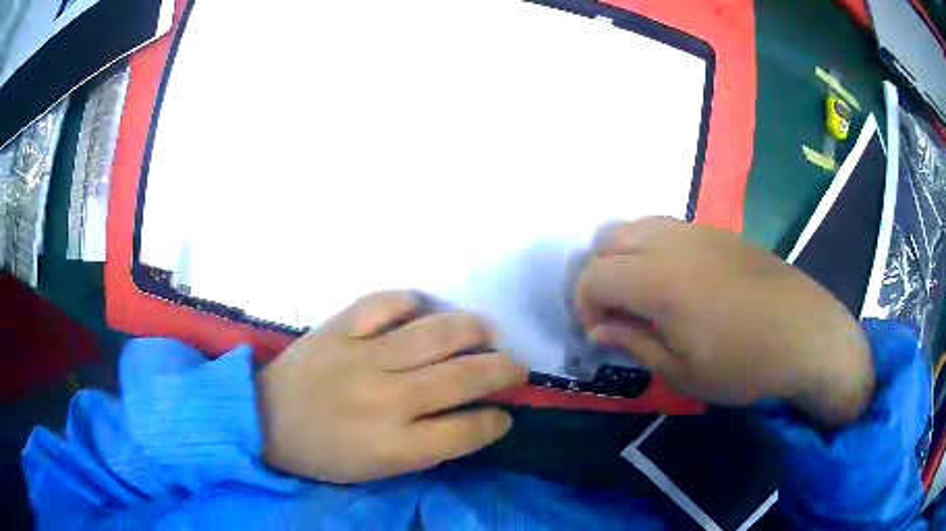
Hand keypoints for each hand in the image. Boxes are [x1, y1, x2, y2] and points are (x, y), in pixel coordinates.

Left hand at [257, 291, 525, 482]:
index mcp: (395, 446)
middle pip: (463, 378)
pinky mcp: (339, 329)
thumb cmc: (324, 453)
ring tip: (485, 332)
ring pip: (435, 334)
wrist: (265, 419)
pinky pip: (385, 303)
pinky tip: (422, 309)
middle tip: (515, 366)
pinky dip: (410, 302)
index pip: (466, 431)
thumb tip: (471, 419)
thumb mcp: (378, 470)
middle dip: (502, 370)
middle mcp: (387, 399)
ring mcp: (362, 357)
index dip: (495, 421)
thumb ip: (427, 448)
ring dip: (472, 330)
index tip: (504, 414)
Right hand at [574, 218, 873, 425]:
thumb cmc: (744, 364)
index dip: (584, 305)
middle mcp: (671, 241)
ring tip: (642, 294)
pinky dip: (652, 247)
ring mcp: (697, 230)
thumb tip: (600, 329)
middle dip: (599, 275)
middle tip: (616, 312)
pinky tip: (675, 280)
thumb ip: (634, 343)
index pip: (593, 275)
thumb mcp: (682, 372)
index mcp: (658, 279)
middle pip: (607, 239)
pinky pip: (667, 227)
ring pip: (636, 225)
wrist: (806, 334)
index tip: (600, 334)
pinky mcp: (718, 231)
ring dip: (624, 257)